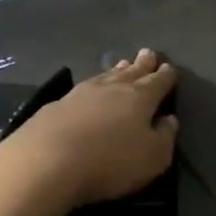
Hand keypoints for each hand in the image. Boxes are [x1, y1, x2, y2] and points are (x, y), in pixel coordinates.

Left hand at [0, 50, 178, 208]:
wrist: (46, 162)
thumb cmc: (110, 161)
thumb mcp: (153, 157)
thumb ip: (165, 136)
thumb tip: (169, 119)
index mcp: (140, 97)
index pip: (158, 82)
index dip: (166, 75)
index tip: (169, 68)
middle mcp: (111, 88)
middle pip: (131, 72)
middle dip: (142, 64)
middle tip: (148, 53)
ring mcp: (80, 94)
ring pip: (104, 76)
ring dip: (116, 71)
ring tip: (122, 64)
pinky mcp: (55, 106)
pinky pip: (82, 89)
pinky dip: (91, 86)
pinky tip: (88, 89)